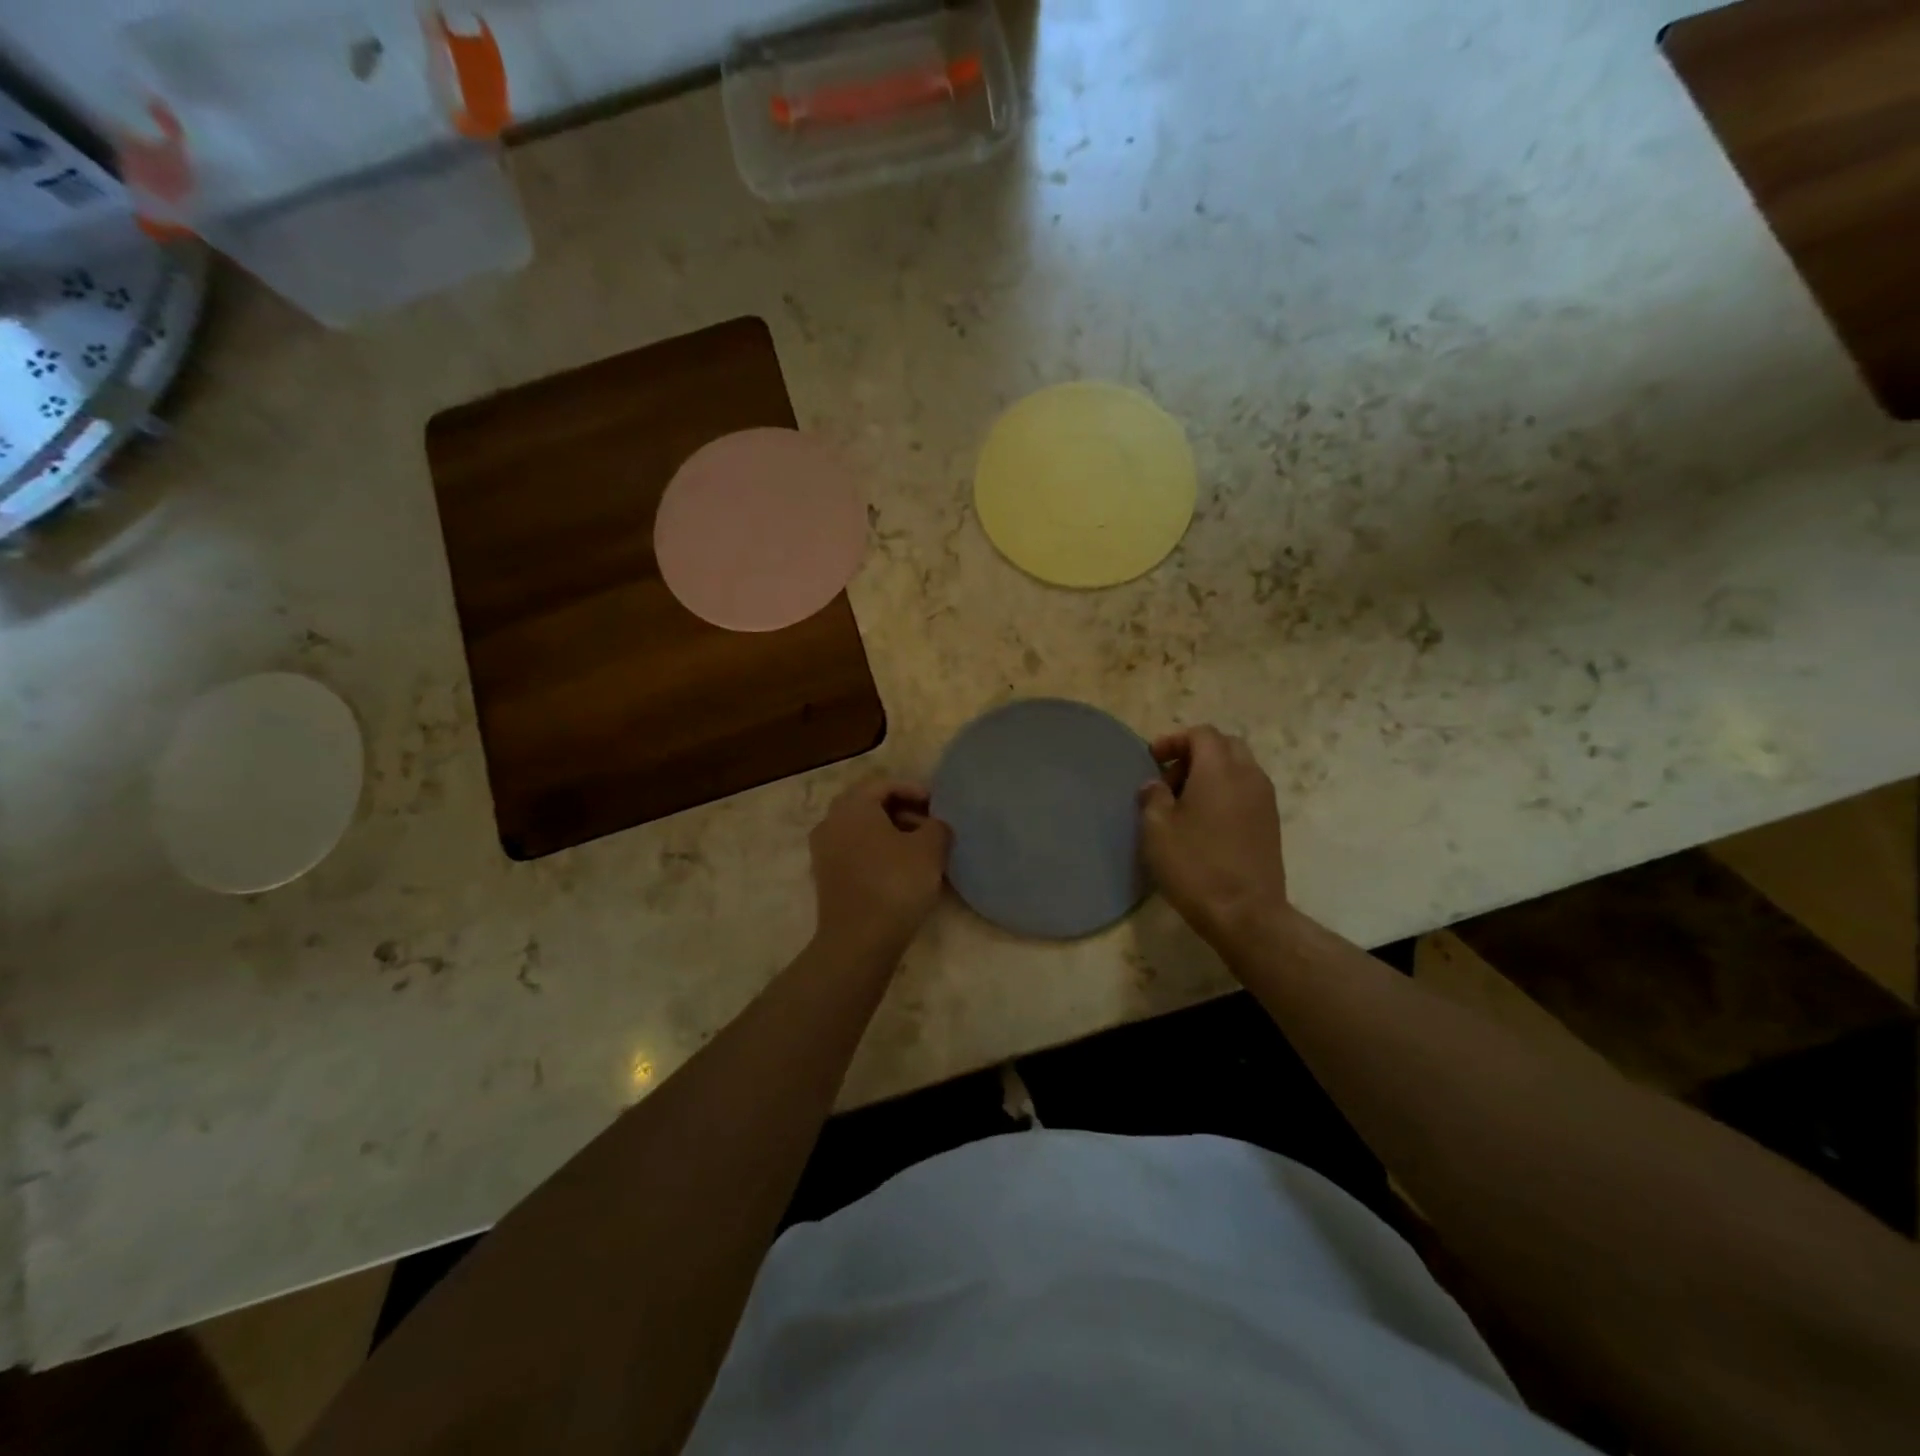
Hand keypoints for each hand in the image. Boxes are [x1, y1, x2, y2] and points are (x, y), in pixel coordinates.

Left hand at [809, 778, 952, 958]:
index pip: (884, 784)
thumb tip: (934, 826)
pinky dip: (877, 853)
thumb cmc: (895, 884)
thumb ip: (937, 826)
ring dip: (891, 833)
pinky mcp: (826, 878)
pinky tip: (901, 871)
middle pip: (870, 805)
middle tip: (931, 825)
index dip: (915, 790)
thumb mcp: (930, 849)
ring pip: (862, 830)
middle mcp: (831, 822)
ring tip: (920, 850)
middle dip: (903, 811)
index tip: (938, 806)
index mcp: (852, 806)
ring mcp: (824, 851)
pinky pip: (855, 852)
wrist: (858, 941)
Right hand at [1139, 726, 1291, 948]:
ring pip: (1239, 768)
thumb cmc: (1195, 865)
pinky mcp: (1271, 823)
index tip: (1153, 759)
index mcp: (1219, 770)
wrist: (1246, 913)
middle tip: (1170, 778)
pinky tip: (1206, 822)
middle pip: (1225, 746)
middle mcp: (1248, 776)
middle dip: (1195, 753)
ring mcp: (1265, 800)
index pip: (1202, 734)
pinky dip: (1225, 792)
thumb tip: (1155, 785)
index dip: (1174, 740)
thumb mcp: (1157, 829)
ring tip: (1185, 803)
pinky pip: (1247, 791)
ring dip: (1211, 774)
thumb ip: (1153, 797)